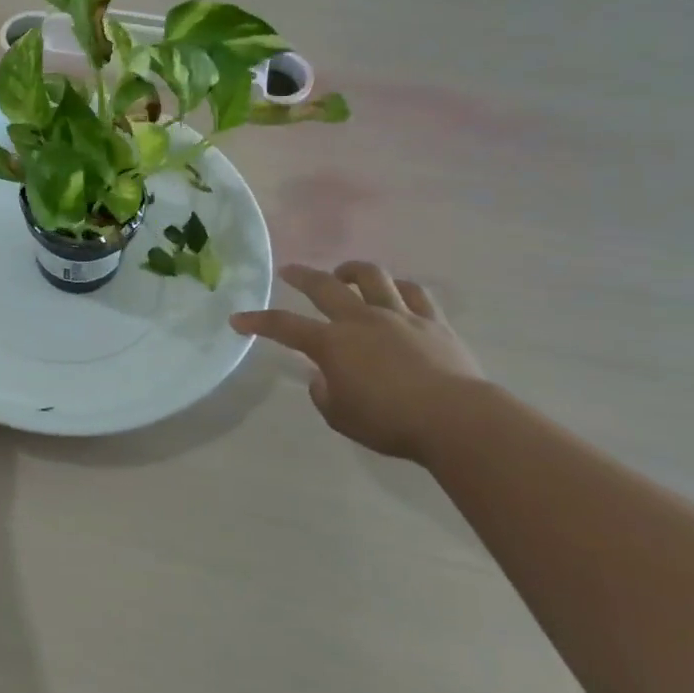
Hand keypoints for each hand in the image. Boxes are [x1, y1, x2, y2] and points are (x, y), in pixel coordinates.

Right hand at [231, 261, 484, 461]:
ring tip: (345, 274)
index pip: (284, 326)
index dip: (258, 321)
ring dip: (352, 271)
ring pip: (372, 277)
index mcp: (332, 343)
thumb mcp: (341, 417)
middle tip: (288, 270)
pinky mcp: (433, 322)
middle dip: (301, 275)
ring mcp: (399, 316)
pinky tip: (395, 292)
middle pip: (324, 286)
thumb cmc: (390, 422)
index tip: (238, 319)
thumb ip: (324, 394)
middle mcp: (361, 320)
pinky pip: (415, 293)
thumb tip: (322, 377)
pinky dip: (399, 288)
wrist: (455, 419)